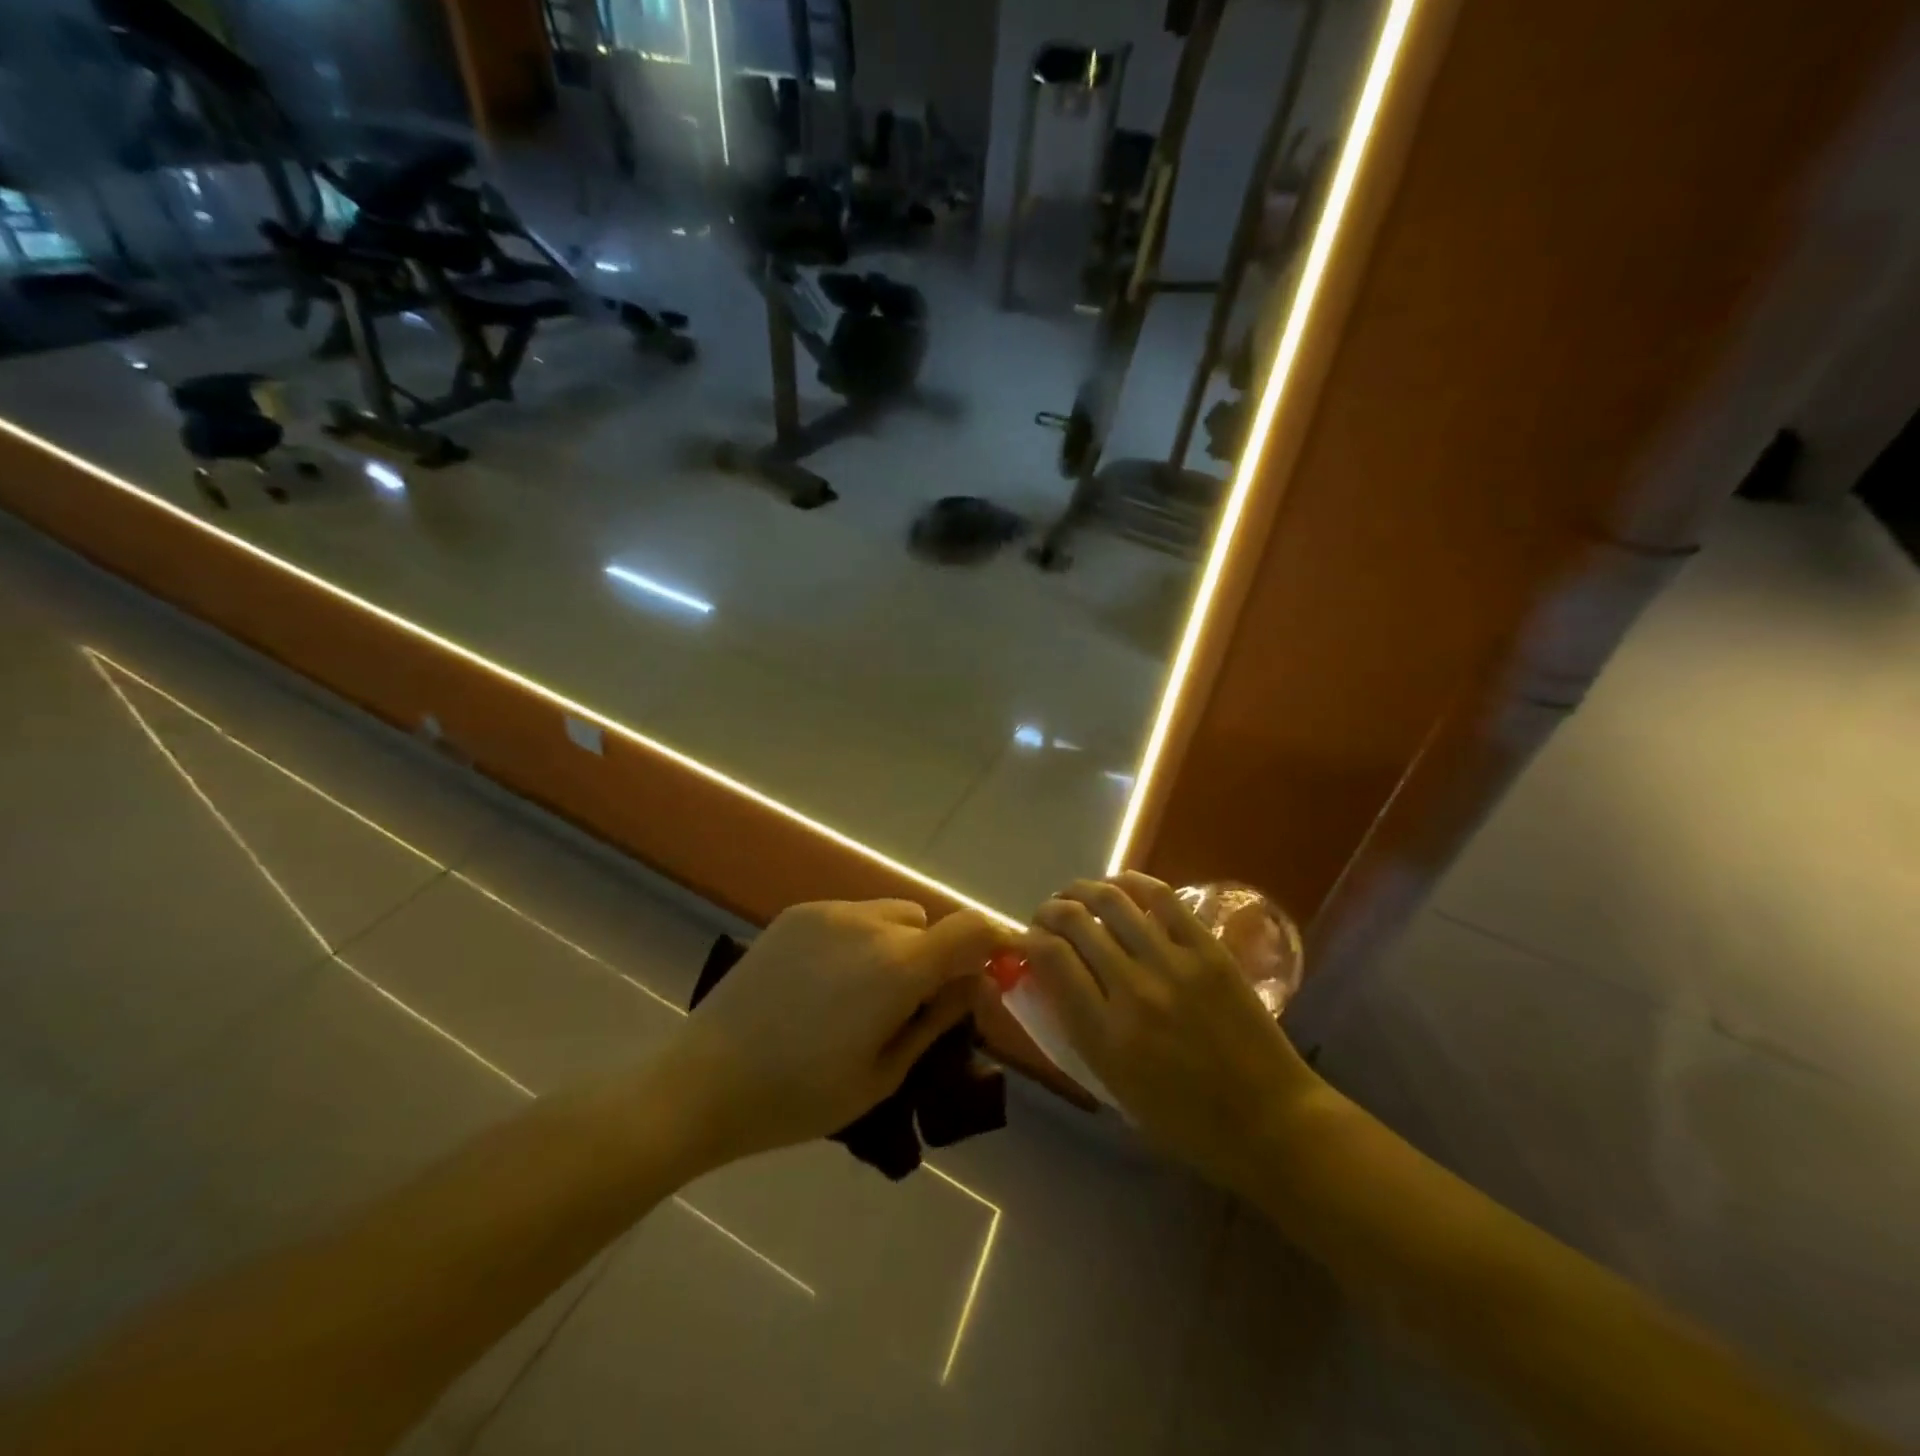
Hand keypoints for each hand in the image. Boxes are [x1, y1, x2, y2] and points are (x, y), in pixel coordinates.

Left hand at [659, 901, 1001, 1169]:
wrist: (703, 1081)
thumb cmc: (799, 1096)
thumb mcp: (883, 1073)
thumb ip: (937, 1021)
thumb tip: (976, 984)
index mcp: (898, 967)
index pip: (972, 929)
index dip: (994, 944)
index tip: (993, 973)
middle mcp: (869, 923)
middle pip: (929, 924)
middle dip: (935, 959)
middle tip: (910, 1007)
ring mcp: (829, 912)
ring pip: (891, 915)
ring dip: (897, 945)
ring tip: (862, 994)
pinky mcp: (797, 913)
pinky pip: (852, 915)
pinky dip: (859, 938)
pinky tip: (823, 983)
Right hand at [1020, 873, 1322, 1189]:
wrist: (1270, 1121)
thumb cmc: (1186, 1121)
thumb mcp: (1114, 1086)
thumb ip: (1077, 1029)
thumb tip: (1049, 979)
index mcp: (1105, 1035)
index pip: (1050, 959)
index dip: (1029, 940)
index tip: (1026, 941)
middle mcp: (1133, 991)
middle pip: (1075, 923)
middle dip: (1050, 911)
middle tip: (1047, 916)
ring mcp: (1174, 964)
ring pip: (1112, 901)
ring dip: (1083, 890)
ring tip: (1075, 895)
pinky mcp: (1208, 950)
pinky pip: (1162, 899)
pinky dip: (1132, 884)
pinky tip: (1119, 886)